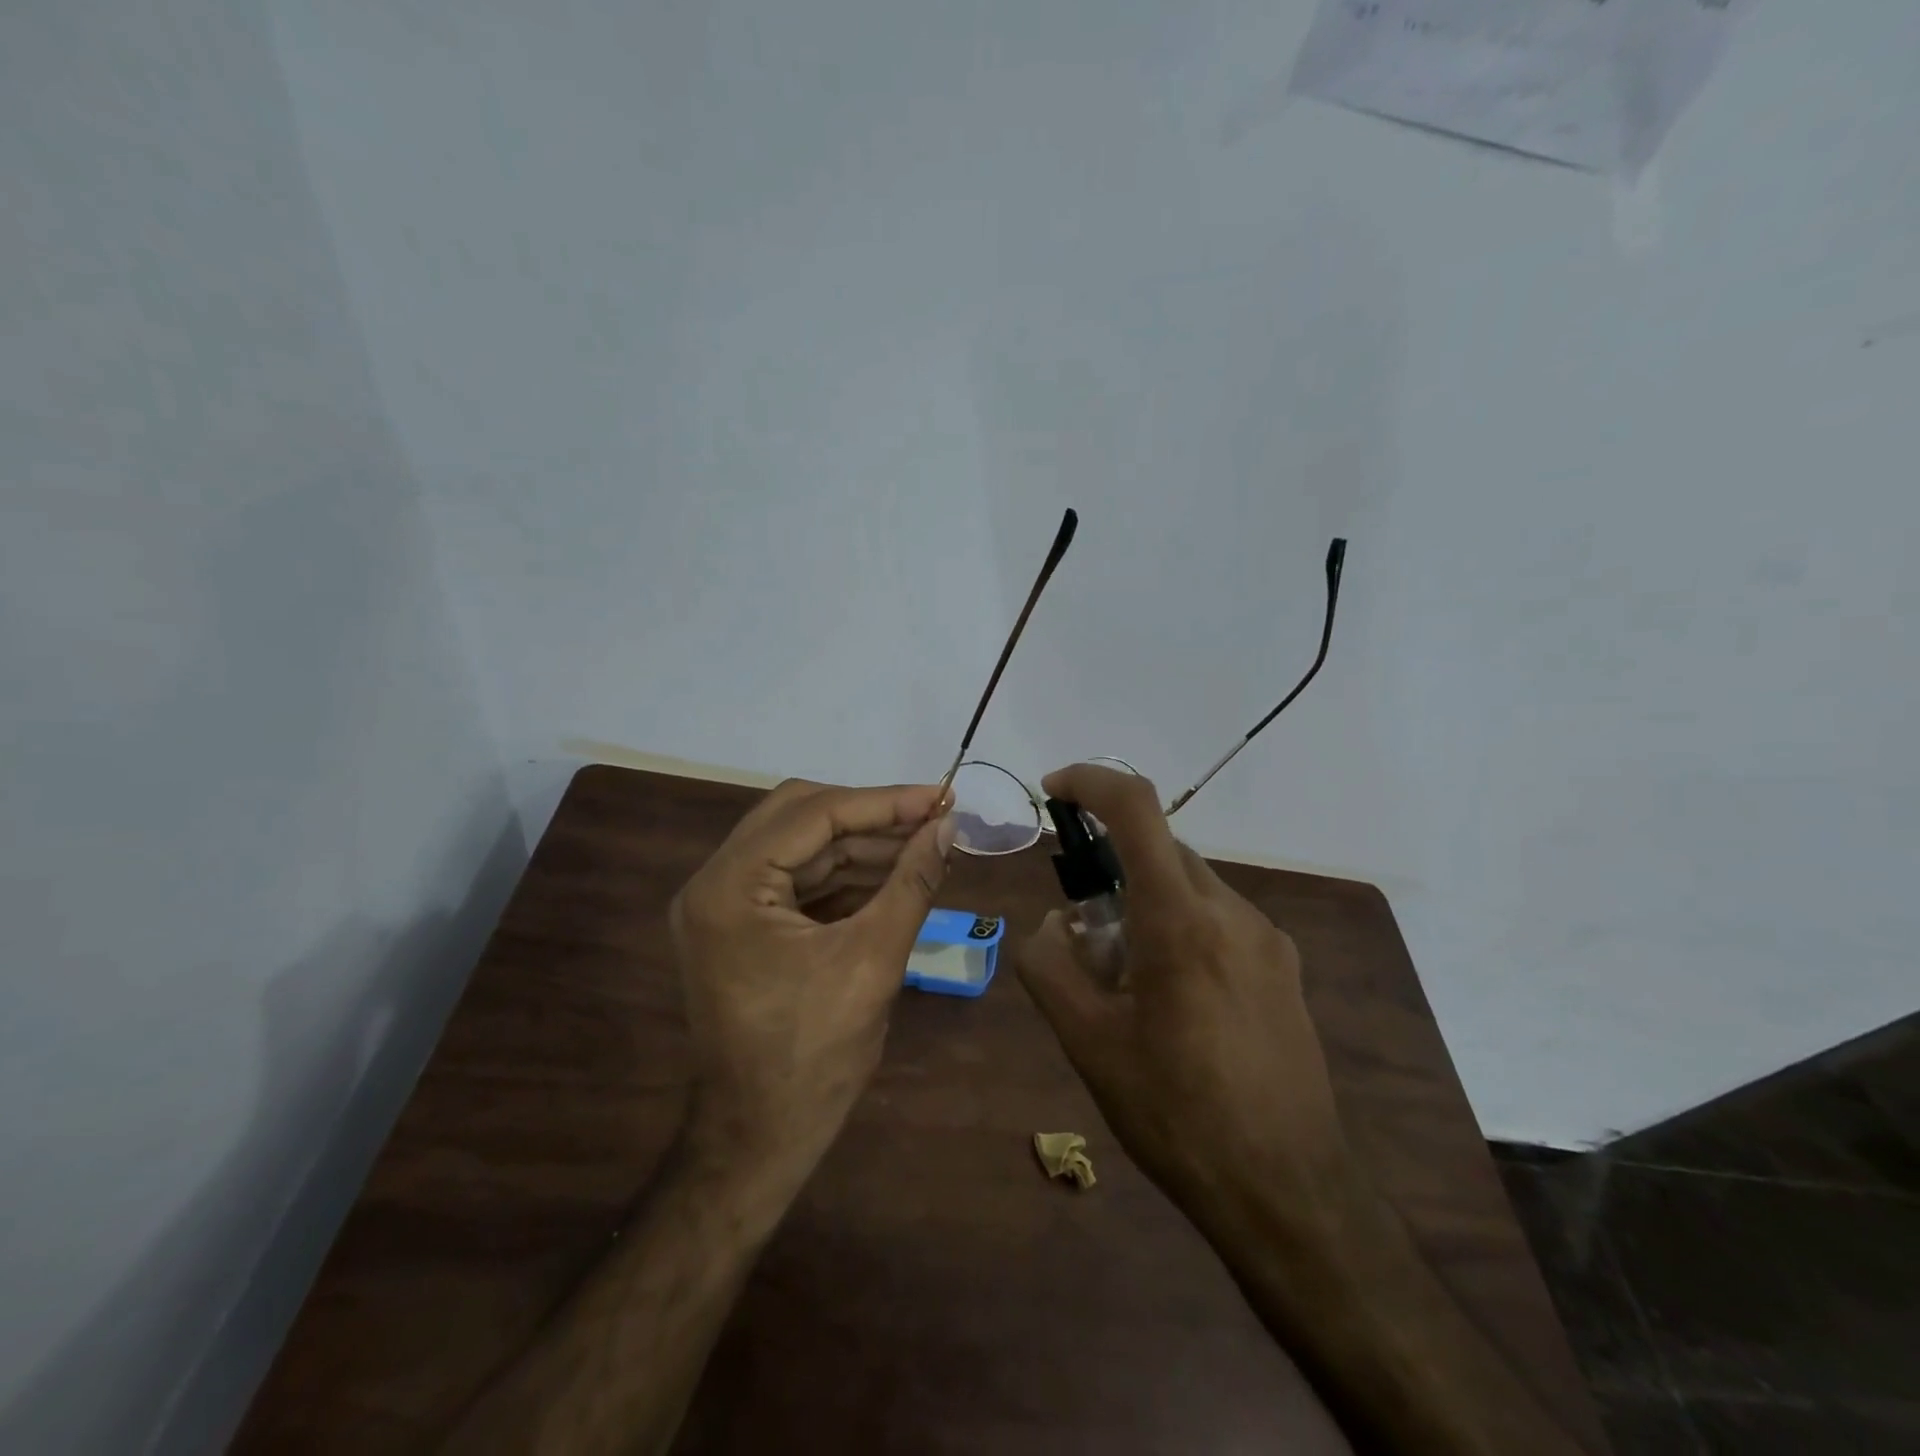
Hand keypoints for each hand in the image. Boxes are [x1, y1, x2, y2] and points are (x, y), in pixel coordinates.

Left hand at [669, 779, 953, 1187]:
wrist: (761, 1139)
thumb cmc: (814, 1057)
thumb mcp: (874, 961)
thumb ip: (912, 882)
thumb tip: (948, 826)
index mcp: (729, 888)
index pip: (813, 814)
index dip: (883, 802)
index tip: (940, 796)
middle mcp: (714, 882)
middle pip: (799, 816)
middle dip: (870, 816)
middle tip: (930, 817)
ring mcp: (722, 904)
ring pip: (800, 845)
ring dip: (862, 843)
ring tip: (924, 844)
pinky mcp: (740, 924)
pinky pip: (797, 878)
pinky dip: (845, 873)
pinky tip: (894, 873)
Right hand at [1014, 763, 1351, 1229]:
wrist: (1289, 1192)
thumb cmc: (1177, 1114)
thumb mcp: (1089, 1044)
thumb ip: (1051, 967)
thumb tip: (1051, 924)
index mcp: (1180, 920)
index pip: (1136, 809)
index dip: (1090, 781)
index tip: (1053, 793)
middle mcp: (1231, 911)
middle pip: (1160, 850)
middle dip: (1110, 871)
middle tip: (1084, 937)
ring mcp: (1266, 937)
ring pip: (1189, 886)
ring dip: (1146, 904)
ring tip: (1128, 983)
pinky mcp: (1283, 966)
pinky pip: (1218, 919)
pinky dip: (1181, 928)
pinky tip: (1175, 1001)